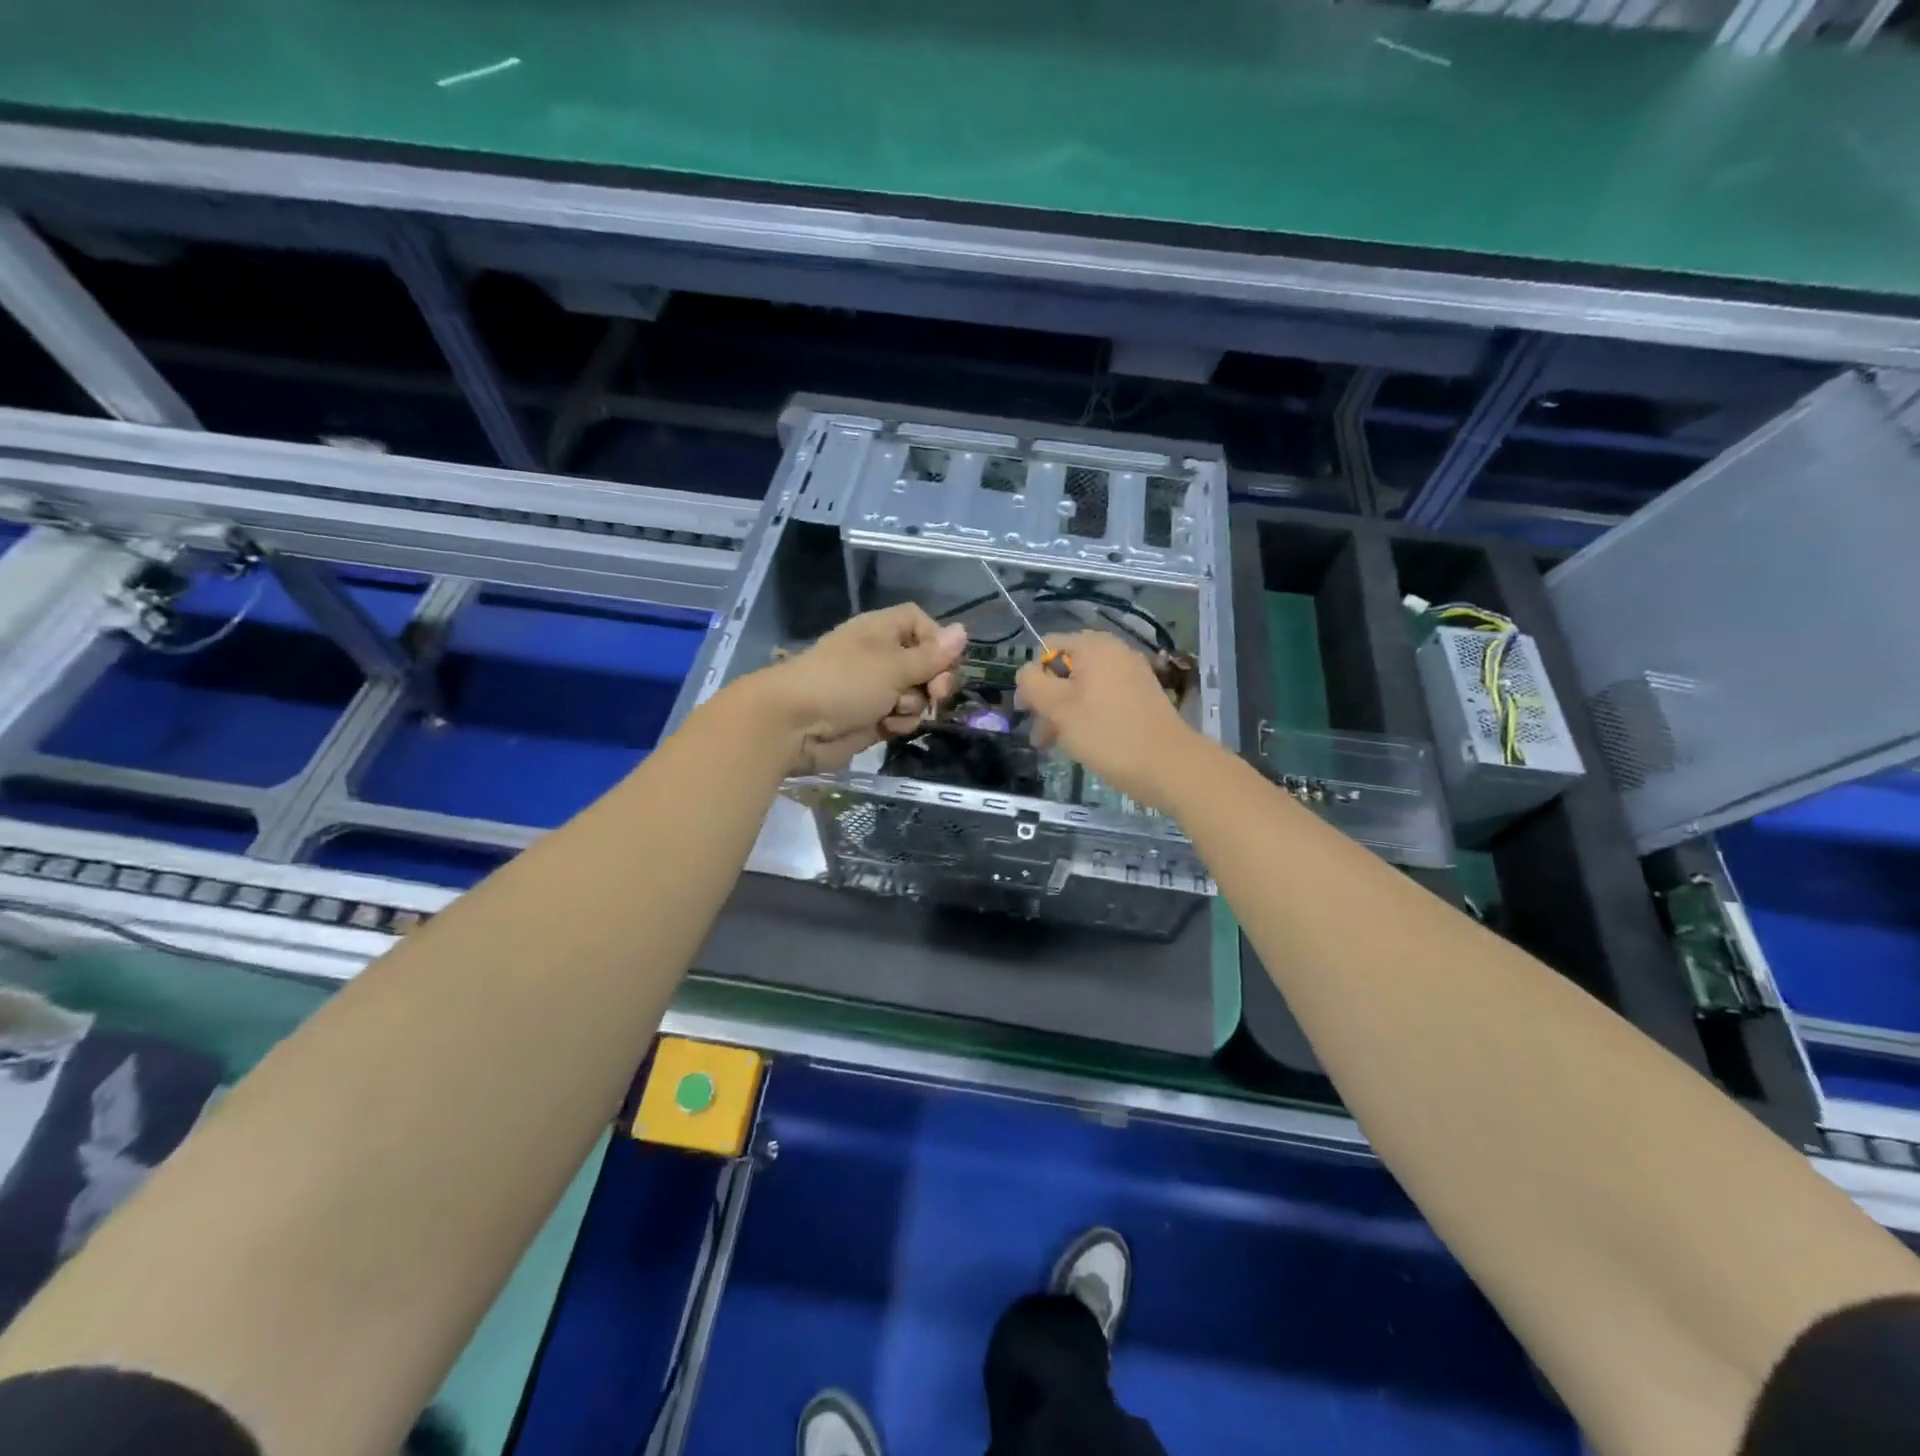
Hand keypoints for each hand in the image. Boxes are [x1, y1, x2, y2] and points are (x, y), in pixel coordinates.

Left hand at [747, 603, 967, 773]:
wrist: (794, 725)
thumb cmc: (844, 683)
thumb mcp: (894, 665)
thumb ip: (932, 655)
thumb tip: (963, 631)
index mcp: (882, 631)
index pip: (922, 624)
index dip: (938, 641)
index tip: (947, 662)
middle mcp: (881, 656)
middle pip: (926, 663)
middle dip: (935, 680)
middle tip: (936, 694)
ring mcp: (876, 688)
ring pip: (917, 694)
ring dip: (914, 705)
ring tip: (894, 710)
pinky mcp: (872, 718)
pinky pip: (901, 717)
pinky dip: (898, 723)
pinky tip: (886, 726)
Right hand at [1015, 631, 1201, 811]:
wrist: (1168, 764)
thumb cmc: (1107, 734)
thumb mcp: (1059, 709)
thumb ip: (1034, 684)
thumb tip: (1025, 672)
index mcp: (1093, 646)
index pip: (1048, 647)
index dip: (1032, 677)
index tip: (1027, 710)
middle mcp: (1114, 651)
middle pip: (1066, 668)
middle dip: (1047, 700)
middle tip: (1039, 736)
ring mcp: (1131, 673)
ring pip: (1084, 687)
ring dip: (1064, 712)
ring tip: (1056, 745)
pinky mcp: (1142, 696)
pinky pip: (1104, 698)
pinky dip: (1088, 715)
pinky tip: (1084, 742)